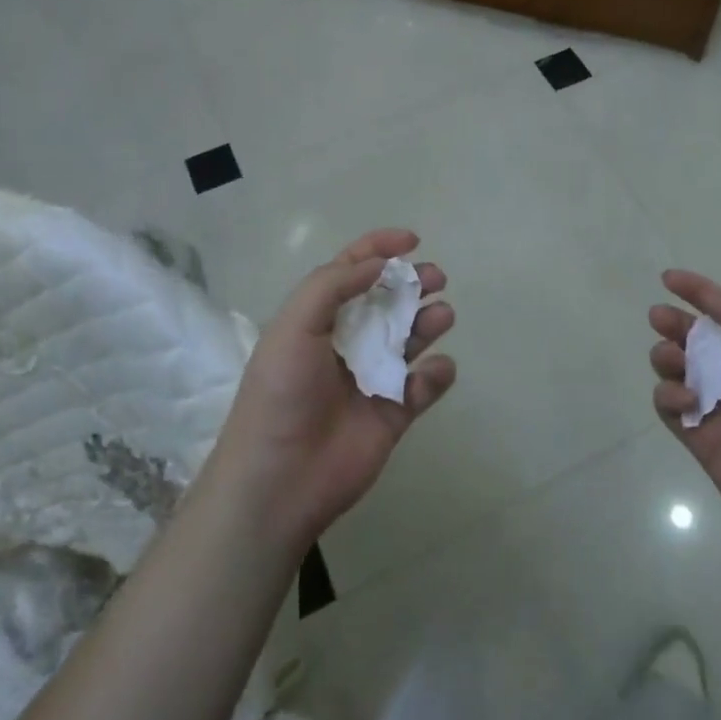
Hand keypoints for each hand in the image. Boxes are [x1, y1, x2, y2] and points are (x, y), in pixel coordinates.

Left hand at [209, 229, 455, 552]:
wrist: (279, 480)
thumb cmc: (281, 393)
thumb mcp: (294, 326)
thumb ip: (332, 286)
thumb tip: (377, 263)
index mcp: (319, 319)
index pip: (351, 271)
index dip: (380, 249)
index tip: (412, 239)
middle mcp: (347, 342)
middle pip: (388, 301)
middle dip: (413, 283)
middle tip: (435, 278)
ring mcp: (372, 378)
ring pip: (410, 338)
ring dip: (428, 320)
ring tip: (441, 315)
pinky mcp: (392, 414)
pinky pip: (423, 387)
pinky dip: (436, 374)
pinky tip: (435, 369)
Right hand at [650, 270, 720, 572]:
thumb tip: (701, 289)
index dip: (700, 294)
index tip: (668, 279)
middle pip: (697, 341)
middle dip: (675, 325)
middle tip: (659, 318)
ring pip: (678, 372)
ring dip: (667, 357)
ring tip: (673, 359)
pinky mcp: (704, 443)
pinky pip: (671, 409)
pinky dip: (668, 396)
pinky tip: (685, 399)